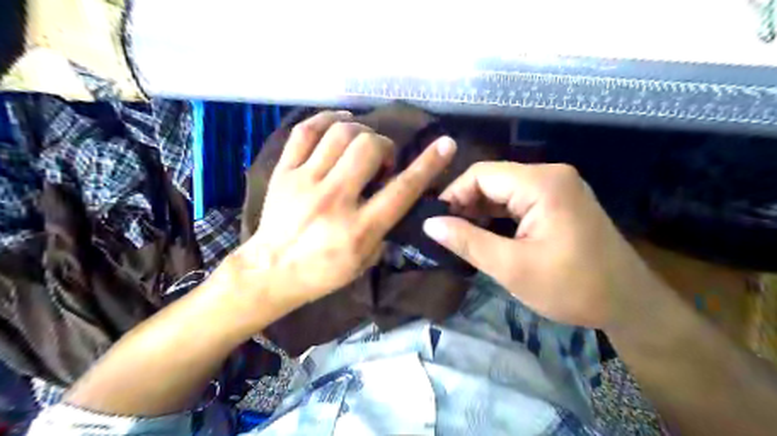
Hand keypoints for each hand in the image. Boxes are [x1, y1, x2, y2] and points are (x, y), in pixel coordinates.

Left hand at [229, 110, 455, 311]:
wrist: (270, 272)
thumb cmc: (322, 272)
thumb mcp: (364, 261)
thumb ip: (385, 229)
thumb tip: (396, 198)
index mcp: (359, 228)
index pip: (401, 189)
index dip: (428, 164)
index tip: (445, 145)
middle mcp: (334, 199)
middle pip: (369, 147)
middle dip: (384, 146)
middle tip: (381, 161)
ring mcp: (305, 182)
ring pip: (340, 133)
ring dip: (361, 131)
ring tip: (361, 144)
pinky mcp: (284, 172)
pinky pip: (306, 131)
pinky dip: (327, 119)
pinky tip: (340, 122)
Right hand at [424, 162, 660, 328]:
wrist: (630, 304)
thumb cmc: (572, 287)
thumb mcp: (512, 267)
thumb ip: (467, 241)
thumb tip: (429, 224)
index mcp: (541, 183)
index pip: (481, 174)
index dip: (453, 195)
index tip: (436, 222)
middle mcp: (550, 175)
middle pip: (493, 179)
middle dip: (466, 204)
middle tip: (446, 233)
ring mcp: (558, 187)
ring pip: (504, 191)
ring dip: (481, 211)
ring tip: (460, 235)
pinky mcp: (561, 201)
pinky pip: (520, 200)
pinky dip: (499, 215)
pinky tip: (486, 233)